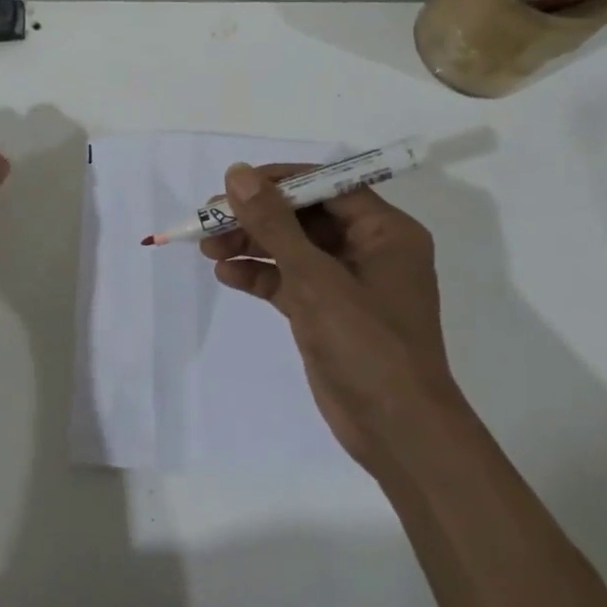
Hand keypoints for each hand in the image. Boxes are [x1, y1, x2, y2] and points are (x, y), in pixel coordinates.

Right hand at [201, 163, 454, 471]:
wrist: (398, 433)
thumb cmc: (367, 345)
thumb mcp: (315, 279)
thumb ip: (274, 224)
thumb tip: (238, 173)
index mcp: (385, 231)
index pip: (327, 186)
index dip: (279, 181)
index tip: (235, 185)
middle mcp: (368, 249)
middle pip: (304, 216)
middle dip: (257, 217)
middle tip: (210, 218)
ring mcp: (347, 283)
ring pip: (292, 248)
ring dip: (251, 244)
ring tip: (208, 248)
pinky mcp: (327, 311)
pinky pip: (289, 280)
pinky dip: (260, 275)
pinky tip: (226, 275)